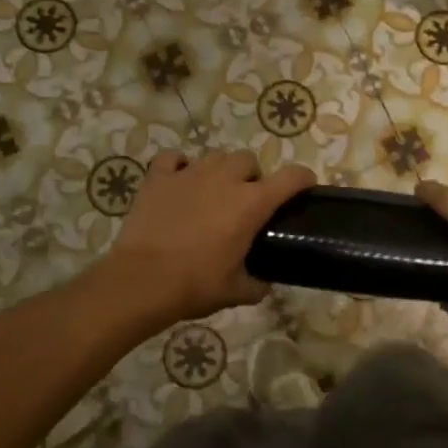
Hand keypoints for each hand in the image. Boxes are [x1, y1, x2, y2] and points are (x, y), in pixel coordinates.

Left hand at [105, 149, 315, 326]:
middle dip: (252, 176)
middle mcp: (225, 179)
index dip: (303, 179)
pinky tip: (179, 181)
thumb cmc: (195, 285)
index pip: (291, 177)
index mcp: (252, 204)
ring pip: (215, 156)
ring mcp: (190, 174)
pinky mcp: (159, 178)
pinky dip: (179, 166)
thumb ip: (256, 284)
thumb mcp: (236, 291)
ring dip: (220, 171)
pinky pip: (173, 159)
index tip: (306, 186)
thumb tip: (264, 284)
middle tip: (245, 201)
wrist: (141, 281)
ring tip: (213, 192)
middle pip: (248, 160)